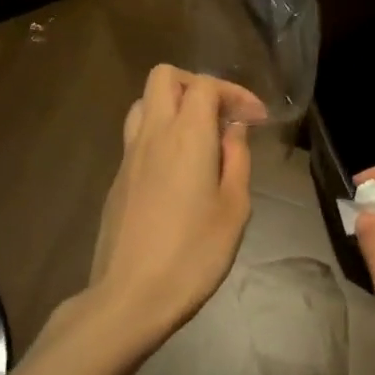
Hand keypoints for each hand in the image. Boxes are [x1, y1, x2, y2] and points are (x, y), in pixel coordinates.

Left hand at [82, 64, 264, 352]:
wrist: (130, 297)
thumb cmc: (193, 254)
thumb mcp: (234, 208)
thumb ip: (236, 160)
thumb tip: (233, 130)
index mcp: (187, 136)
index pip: (206, 86)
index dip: (235, 93)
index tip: (256, 119)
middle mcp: (153, 135)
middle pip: (164, 77)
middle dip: (198, 86)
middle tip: (222, 116)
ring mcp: (129, 156)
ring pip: (145, 103)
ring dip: (174, 106)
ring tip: (199, 137)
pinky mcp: (118, 178)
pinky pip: (137, 135)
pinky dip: (161, 133)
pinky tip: (179, 168)